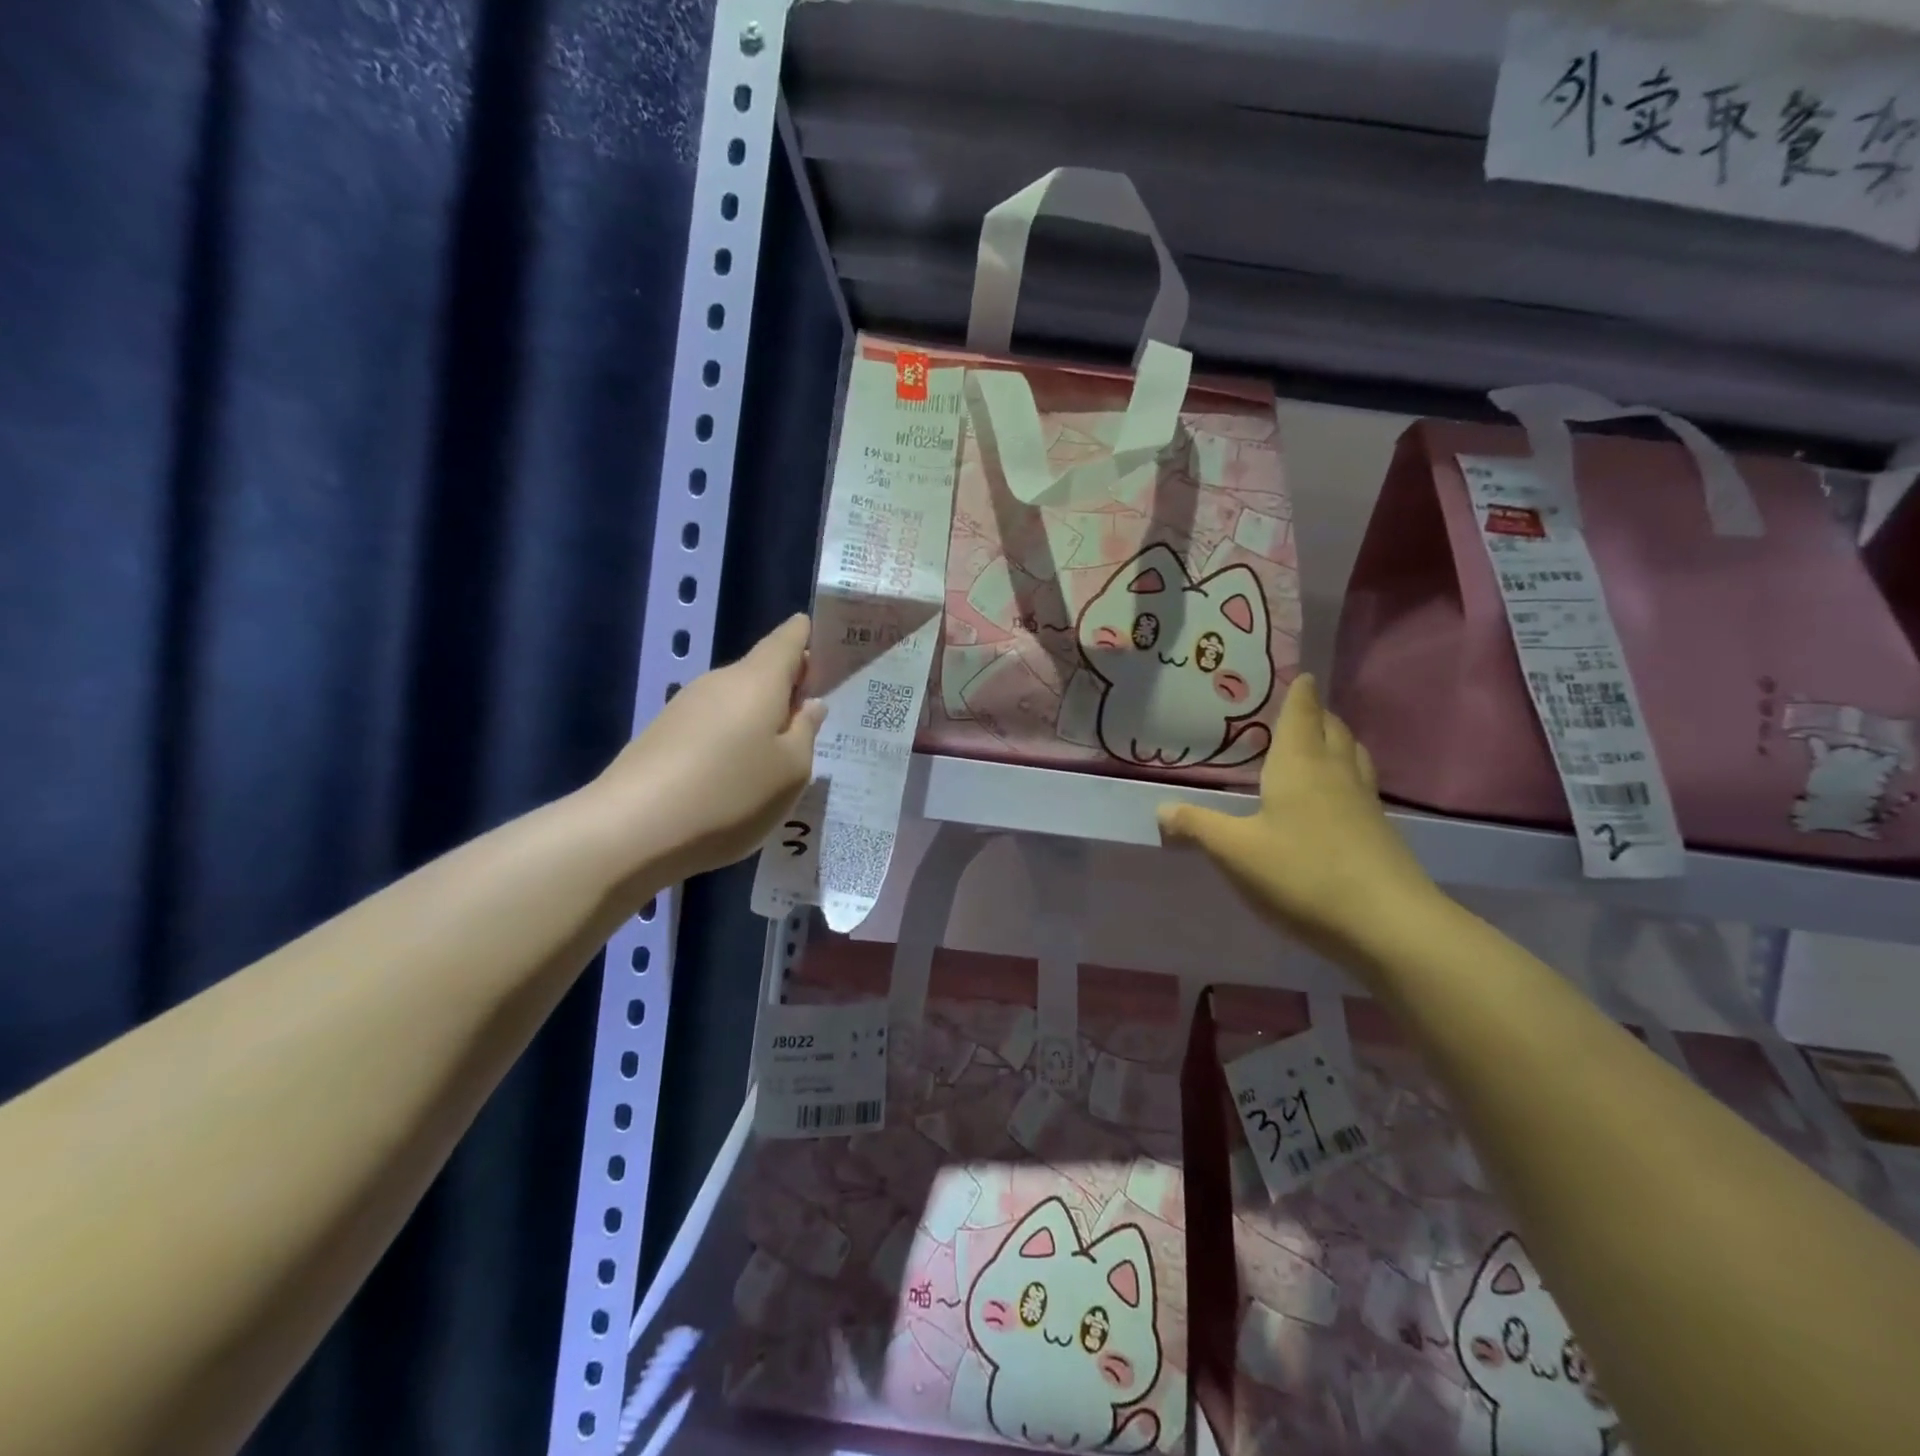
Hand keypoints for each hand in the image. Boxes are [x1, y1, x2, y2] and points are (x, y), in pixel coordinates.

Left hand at [593, 615, 824, 885]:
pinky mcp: (663, 735)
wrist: (631, 830)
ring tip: (779, 759)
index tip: (831, 651)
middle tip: (816, 722)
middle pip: (762, 672)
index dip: (809, 636)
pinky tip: (738, 778)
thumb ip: (806, 732)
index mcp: (758, 679)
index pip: (788, 638)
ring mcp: (686, 707)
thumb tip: (808, 704)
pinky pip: (713, 726)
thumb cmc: (730, 794)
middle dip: (789, 689)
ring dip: (760, 720)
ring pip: (737, 702)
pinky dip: (733, 741)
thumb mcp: (791, 771)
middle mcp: (719, 681)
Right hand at [1157, 675, 1437, 966]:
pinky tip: (1335, 796)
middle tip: (1301, 708)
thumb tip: (1161, 809)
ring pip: (1353, 756)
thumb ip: (1197, 826)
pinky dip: (1347, 774)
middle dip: (1318, 714)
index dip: (1300, 692)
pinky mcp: (1380, 832)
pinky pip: (1361, 785)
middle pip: (1332, 729)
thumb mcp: (1235, 851)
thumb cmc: (1303, 873)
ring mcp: (1363, 803)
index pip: (1302, 714)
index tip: (1302, 673)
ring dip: (1337, 741)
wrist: (1387, 924)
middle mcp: (1335, 773)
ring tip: (1321, 742)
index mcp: (1299, 765)